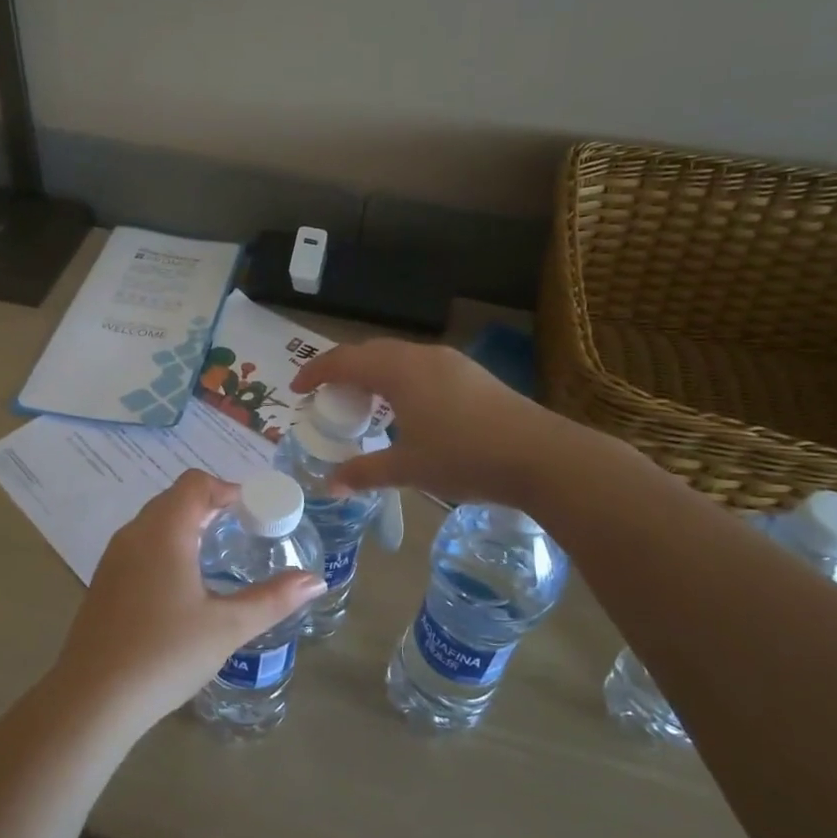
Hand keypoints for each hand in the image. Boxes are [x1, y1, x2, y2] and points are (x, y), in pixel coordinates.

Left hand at [50, 470, 325, 734]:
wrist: (93, 699)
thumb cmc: (165, 653)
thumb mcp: (228, 627)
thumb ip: (273, 599)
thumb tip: (316, 580)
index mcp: (164, 531)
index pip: (196, 484)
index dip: (228, 489)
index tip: (256, 512)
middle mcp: (134, 533)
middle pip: (175, 498)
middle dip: (211, 506)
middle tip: (245, 531)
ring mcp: (114, 557)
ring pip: (155, 522)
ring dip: (187, 525)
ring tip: (218, 554)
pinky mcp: (104, 581)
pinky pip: (140, 545)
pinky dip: (167, 546)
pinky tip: (183, 585)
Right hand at [291, 339, 569, 507]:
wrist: (541, 456)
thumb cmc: (465, 457)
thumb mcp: (408, 469)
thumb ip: (365, 472)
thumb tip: (330, 485)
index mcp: (399, 371)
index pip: (344, 360)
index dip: (315, 372)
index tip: (296, 391)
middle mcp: (422, 356)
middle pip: (370, 352)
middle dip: (342, 371)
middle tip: (326, 398)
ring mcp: (451, 362)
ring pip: (398, 358)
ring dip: (373, 374)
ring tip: (363, 404)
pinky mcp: (472, 375)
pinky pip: (420, 367)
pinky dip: (398, 380)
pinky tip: (405, 409)